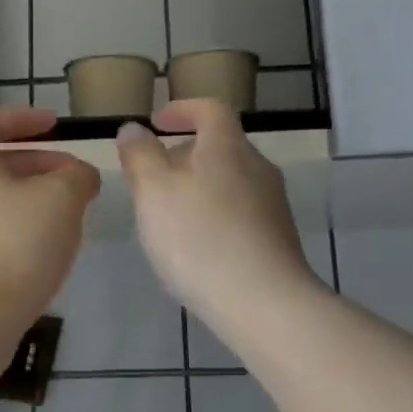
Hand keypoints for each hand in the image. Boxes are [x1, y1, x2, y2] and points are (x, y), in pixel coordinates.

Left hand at [0, 106, 100, 378]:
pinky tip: (42, 255)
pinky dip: (16, 231)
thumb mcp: (62, 199)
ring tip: (66, 220)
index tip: (55, 126)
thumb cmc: (15, 245)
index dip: (23, 118)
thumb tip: (79, 175)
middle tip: (74, 182)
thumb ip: (77, 176)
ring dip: (30, 201)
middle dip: (38, 166)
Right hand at [116, 100, 322, 329]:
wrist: (263, 302)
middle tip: (154, 175)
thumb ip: (140, 155)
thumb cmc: (198, 237)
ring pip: (230, 180)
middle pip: (221, 146)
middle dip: (185, 154)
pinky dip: (214, 215)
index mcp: (227, 146)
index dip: (182, 110)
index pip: (210, 109)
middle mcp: (257, 167)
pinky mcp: (278, 238)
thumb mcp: (153, 191)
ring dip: (199, 186)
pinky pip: (240, 212)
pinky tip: (196, 246)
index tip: (157, 123)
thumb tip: (134, 128)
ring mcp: (273, 204)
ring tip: (169, 214)